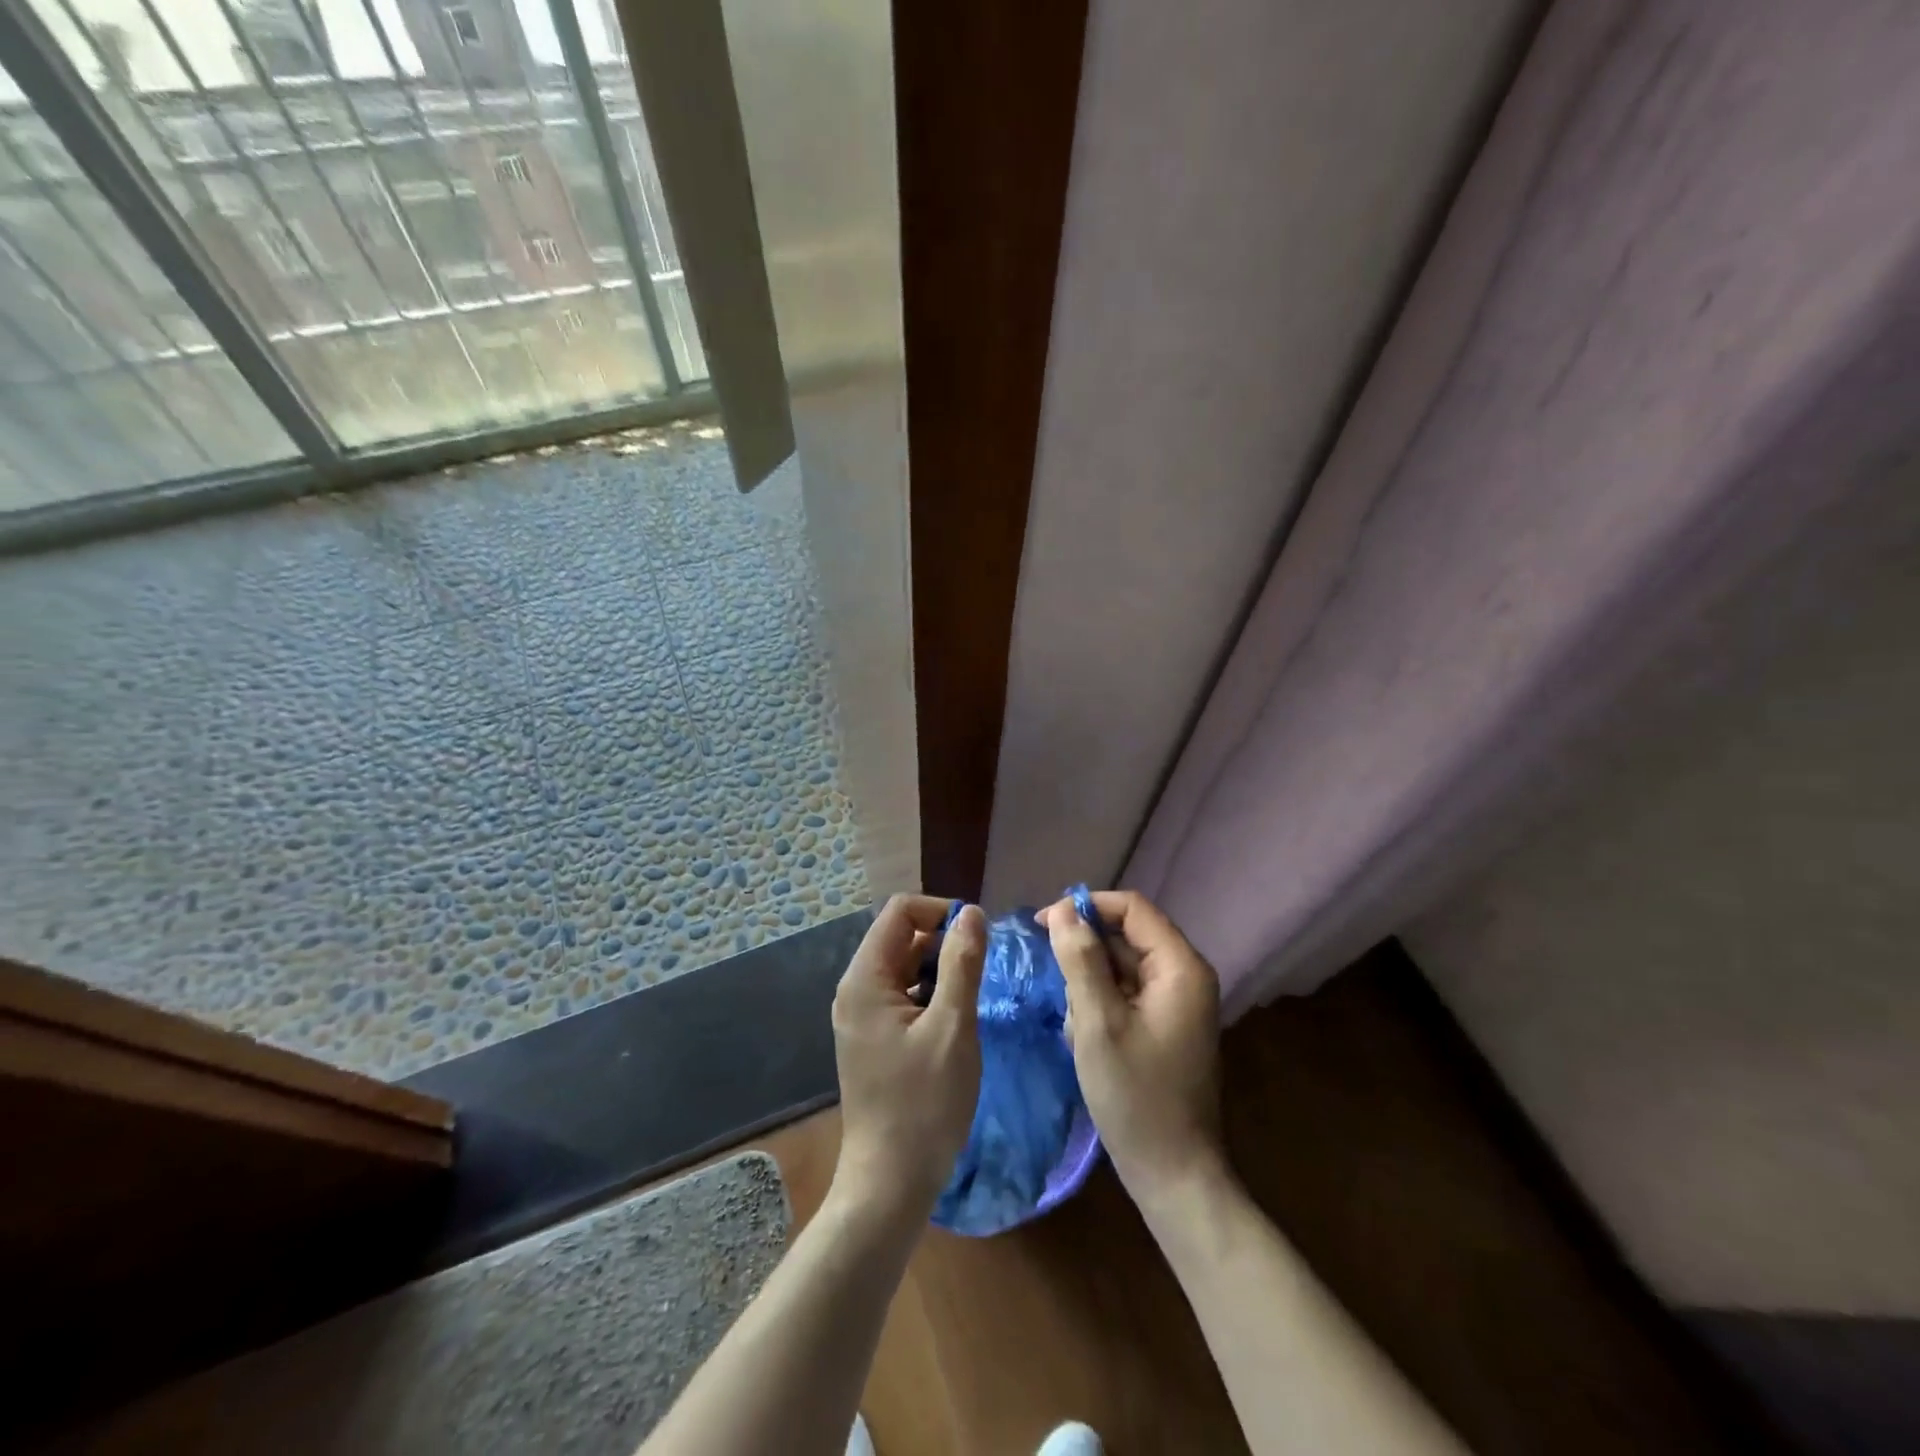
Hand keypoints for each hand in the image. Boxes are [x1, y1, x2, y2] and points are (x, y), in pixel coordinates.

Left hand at [830, 894, 986, 1226]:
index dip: (941, 912)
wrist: (889, 1183)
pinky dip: (931, 996)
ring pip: (906, 967)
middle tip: (982, 973)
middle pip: (902, 937)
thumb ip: (962, 963)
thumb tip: (971, 912)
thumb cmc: (924, 1104)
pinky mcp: (873, 1037)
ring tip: (972, 1000)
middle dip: (944, 942)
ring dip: (941, 971)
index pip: (900, 911)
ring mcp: (862, 1015)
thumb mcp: (952, 1027)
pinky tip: (955, 1023)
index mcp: (866, 978)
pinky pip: (903, 995)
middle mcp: (856, 989)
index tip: (978, 938)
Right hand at [1039, 890, 1226, 1202]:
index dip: (1086, 907)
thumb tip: (1062, 908)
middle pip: (1125, 936)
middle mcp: (1183, 976)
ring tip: (1073, 1024)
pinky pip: (1124, 995)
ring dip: (1087, 985)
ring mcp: (1175, 1003)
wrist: (1174, 1175)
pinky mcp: (1163, 1026)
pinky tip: (1082, 1037)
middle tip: (1051, 980)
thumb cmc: (1136, 1096)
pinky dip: (1098, 1006)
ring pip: (1120, 967)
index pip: (1132, 908)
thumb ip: (1080, 960)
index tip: (1043, 924)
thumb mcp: (1097, 1022)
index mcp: (1180, 967)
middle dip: (1084, 954)